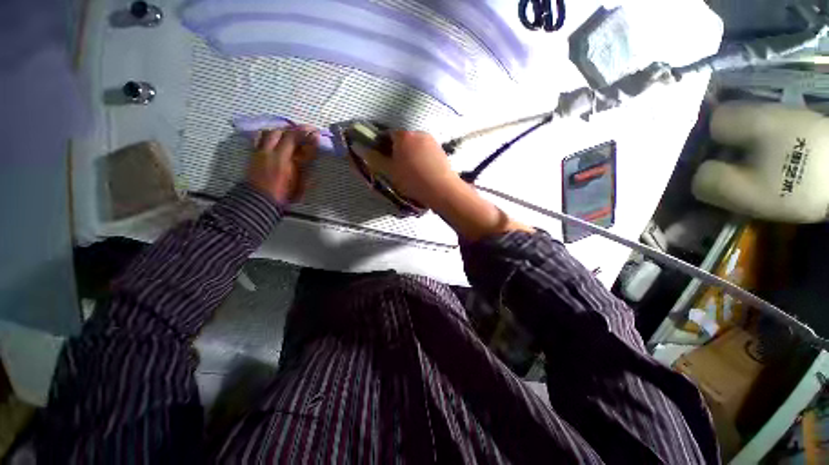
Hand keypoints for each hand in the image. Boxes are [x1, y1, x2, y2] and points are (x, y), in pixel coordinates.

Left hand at [248, 127, 316, 203]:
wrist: (259, 200)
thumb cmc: (283, 195)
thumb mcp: (299, 185)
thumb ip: (305, 169)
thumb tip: (311, 156)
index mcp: (283, 159)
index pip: (295, 139)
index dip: (306, 134)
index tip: (315, 132)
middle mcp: (270, 151)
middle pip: (282, 132)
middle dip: (294, 130)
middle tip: (304, 133)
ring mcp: (260, 152)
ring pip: (269, 133)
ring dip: (281, 131)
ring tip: (289, 135)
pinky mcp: (253, 155)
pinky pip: (259, 139)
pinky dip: (268, 136)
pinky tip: (274, 139)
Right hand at [365, 130, 532, 240]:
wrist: (442, 189)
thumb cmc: (412, 180)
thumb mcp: (389, 171)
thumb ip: (374, 158)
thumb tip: (359, 147)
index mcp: (403, 135)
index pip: (387, 135)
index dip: (382, 147)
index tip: (384, 161)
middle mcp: (418, 133)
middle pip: (402, 140)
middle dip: (397, 151)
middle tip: (397, 169)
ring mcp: (432, 141)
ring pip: (415, 146)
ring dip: (410, 155)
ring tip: (412, 173)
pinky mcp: (441, 150)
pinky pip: (426, 152)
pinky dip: (421, 159)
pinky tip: (423, 172)